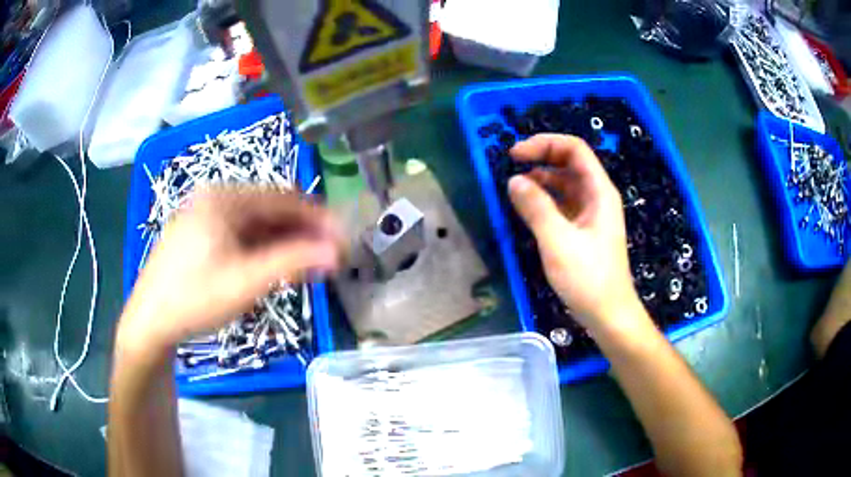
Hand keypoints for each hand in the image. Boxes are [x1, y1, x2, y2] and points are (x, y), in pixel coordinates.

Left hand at [118, 186, 342, 352]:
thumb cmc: (195, 299)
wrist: (150, 321)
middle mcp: (214, 197)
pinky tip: (271, 265)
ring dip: (282, 240)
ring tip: (303, 265)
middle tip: (326, 257)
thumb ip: (294, 262)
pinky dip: (260, 246)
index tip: (342, 239)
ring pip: (254, 222)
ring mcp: (203, 214)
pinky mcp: (197, 233)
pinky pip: (238, 232)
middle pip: (269, 208)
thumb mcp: (247, 282)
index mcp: (224, 198)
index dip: (317, 219)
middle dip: (301, 231)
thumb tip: (337, 252)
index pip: (284, 199)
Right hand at [508, 134, 641, 330]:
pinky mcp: (583, 229)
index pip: (574, 149)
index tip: (515, 153)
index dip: (545, 143)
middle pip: (569, 163)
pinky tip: (527, 208)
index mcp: (599, 191)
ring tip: (515, 188)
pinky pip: (562, 204)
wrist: (608, 314)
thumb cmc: (588, 278)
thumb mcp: (558, 242)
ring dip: (540, 179)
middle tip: (511, 165)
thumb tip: (514, 181)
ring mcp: (591, 213)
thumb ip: (536, 208)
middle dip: (541, 158)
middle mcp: (597, 196)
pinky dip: (544, 200)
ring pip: (564, 184)